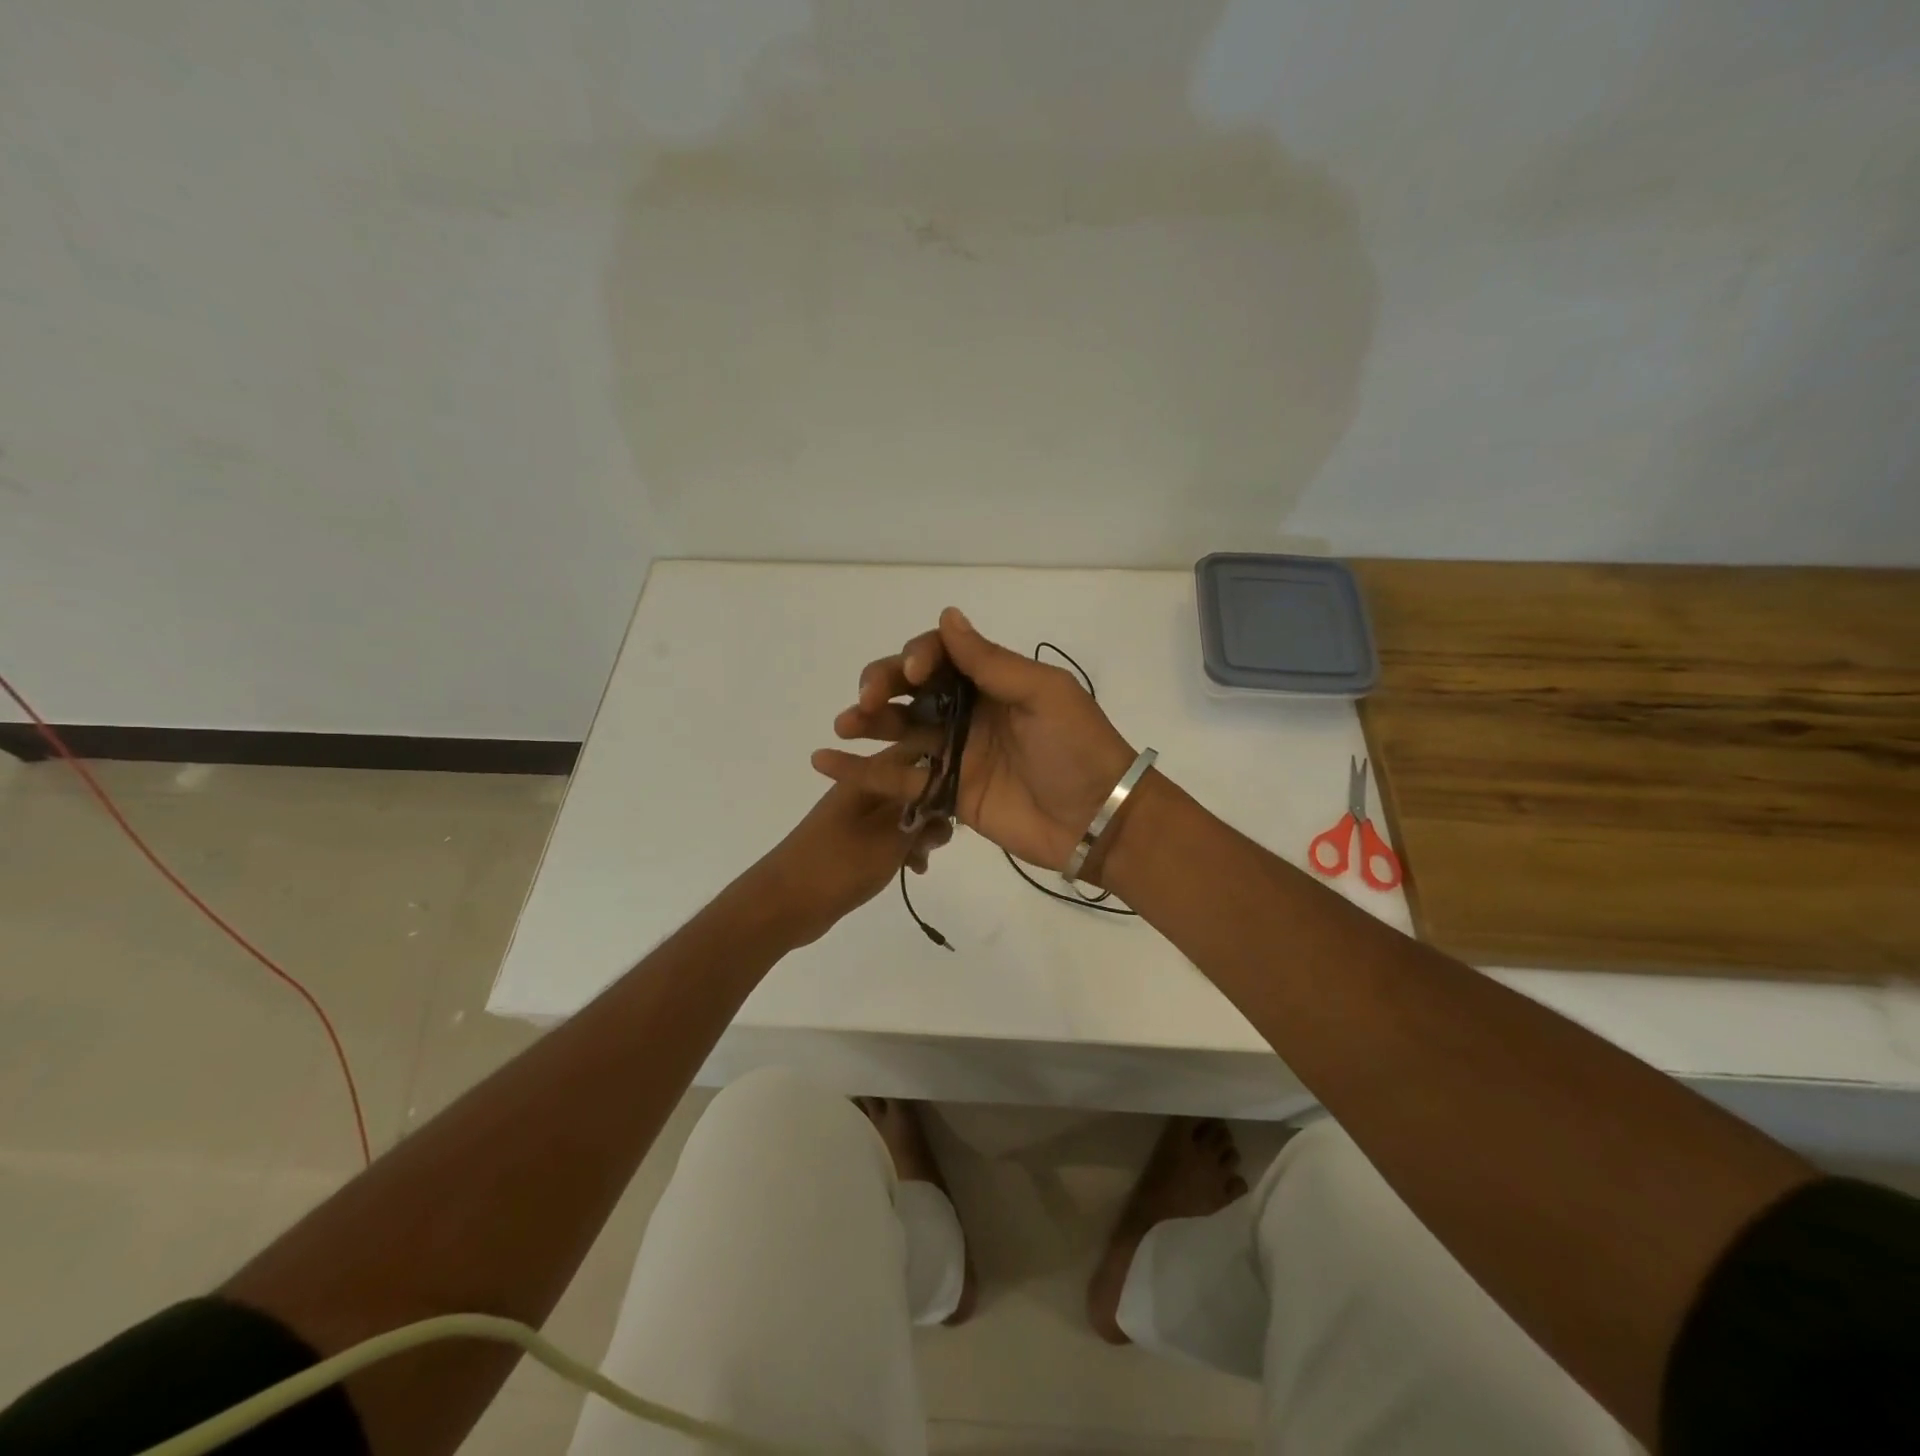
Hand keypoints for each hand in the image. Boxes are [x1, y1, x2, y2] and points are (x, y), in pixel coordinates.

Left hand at [747, 744, 953, 945]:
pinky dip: (905, 849)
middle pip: (912, 786)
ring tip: (924, 859)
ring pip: (905, 814)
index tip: (964, 792)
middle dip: (934, 809)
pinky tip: (914, 870)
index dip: (941, 767)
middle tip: (939, 838)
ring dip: (921, 833)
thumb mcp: (889, 841)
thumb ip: (922, 819)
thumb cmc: (837, 865)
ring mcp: (858, 817)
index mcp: (867, 777)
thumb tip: (945, 802)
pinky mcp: (856, 842)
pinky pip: (891, 837)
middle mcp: (864, 790)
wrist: (783, 904)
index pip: (913, 752)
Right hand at [813, 607, 1137, 873]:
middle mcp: (969, 712)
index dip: (919, 657)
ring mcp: (956, 753)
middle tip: (867, 700)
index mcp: (993, 682)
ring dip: (868, 723)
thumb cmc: (1077, 748)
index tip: (913, 673)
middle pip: (913, 690)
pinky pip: (900, 779)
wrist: (1096, 819)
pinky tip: (826, 762)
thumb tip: (948, 617)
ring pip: (901, 730)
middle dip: (884, 686)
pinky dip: (862, 772)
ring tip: (844, 724)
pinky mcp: (947, 793)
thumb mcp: (1043, 694)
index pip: (942, 656)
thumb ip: (991, 662)